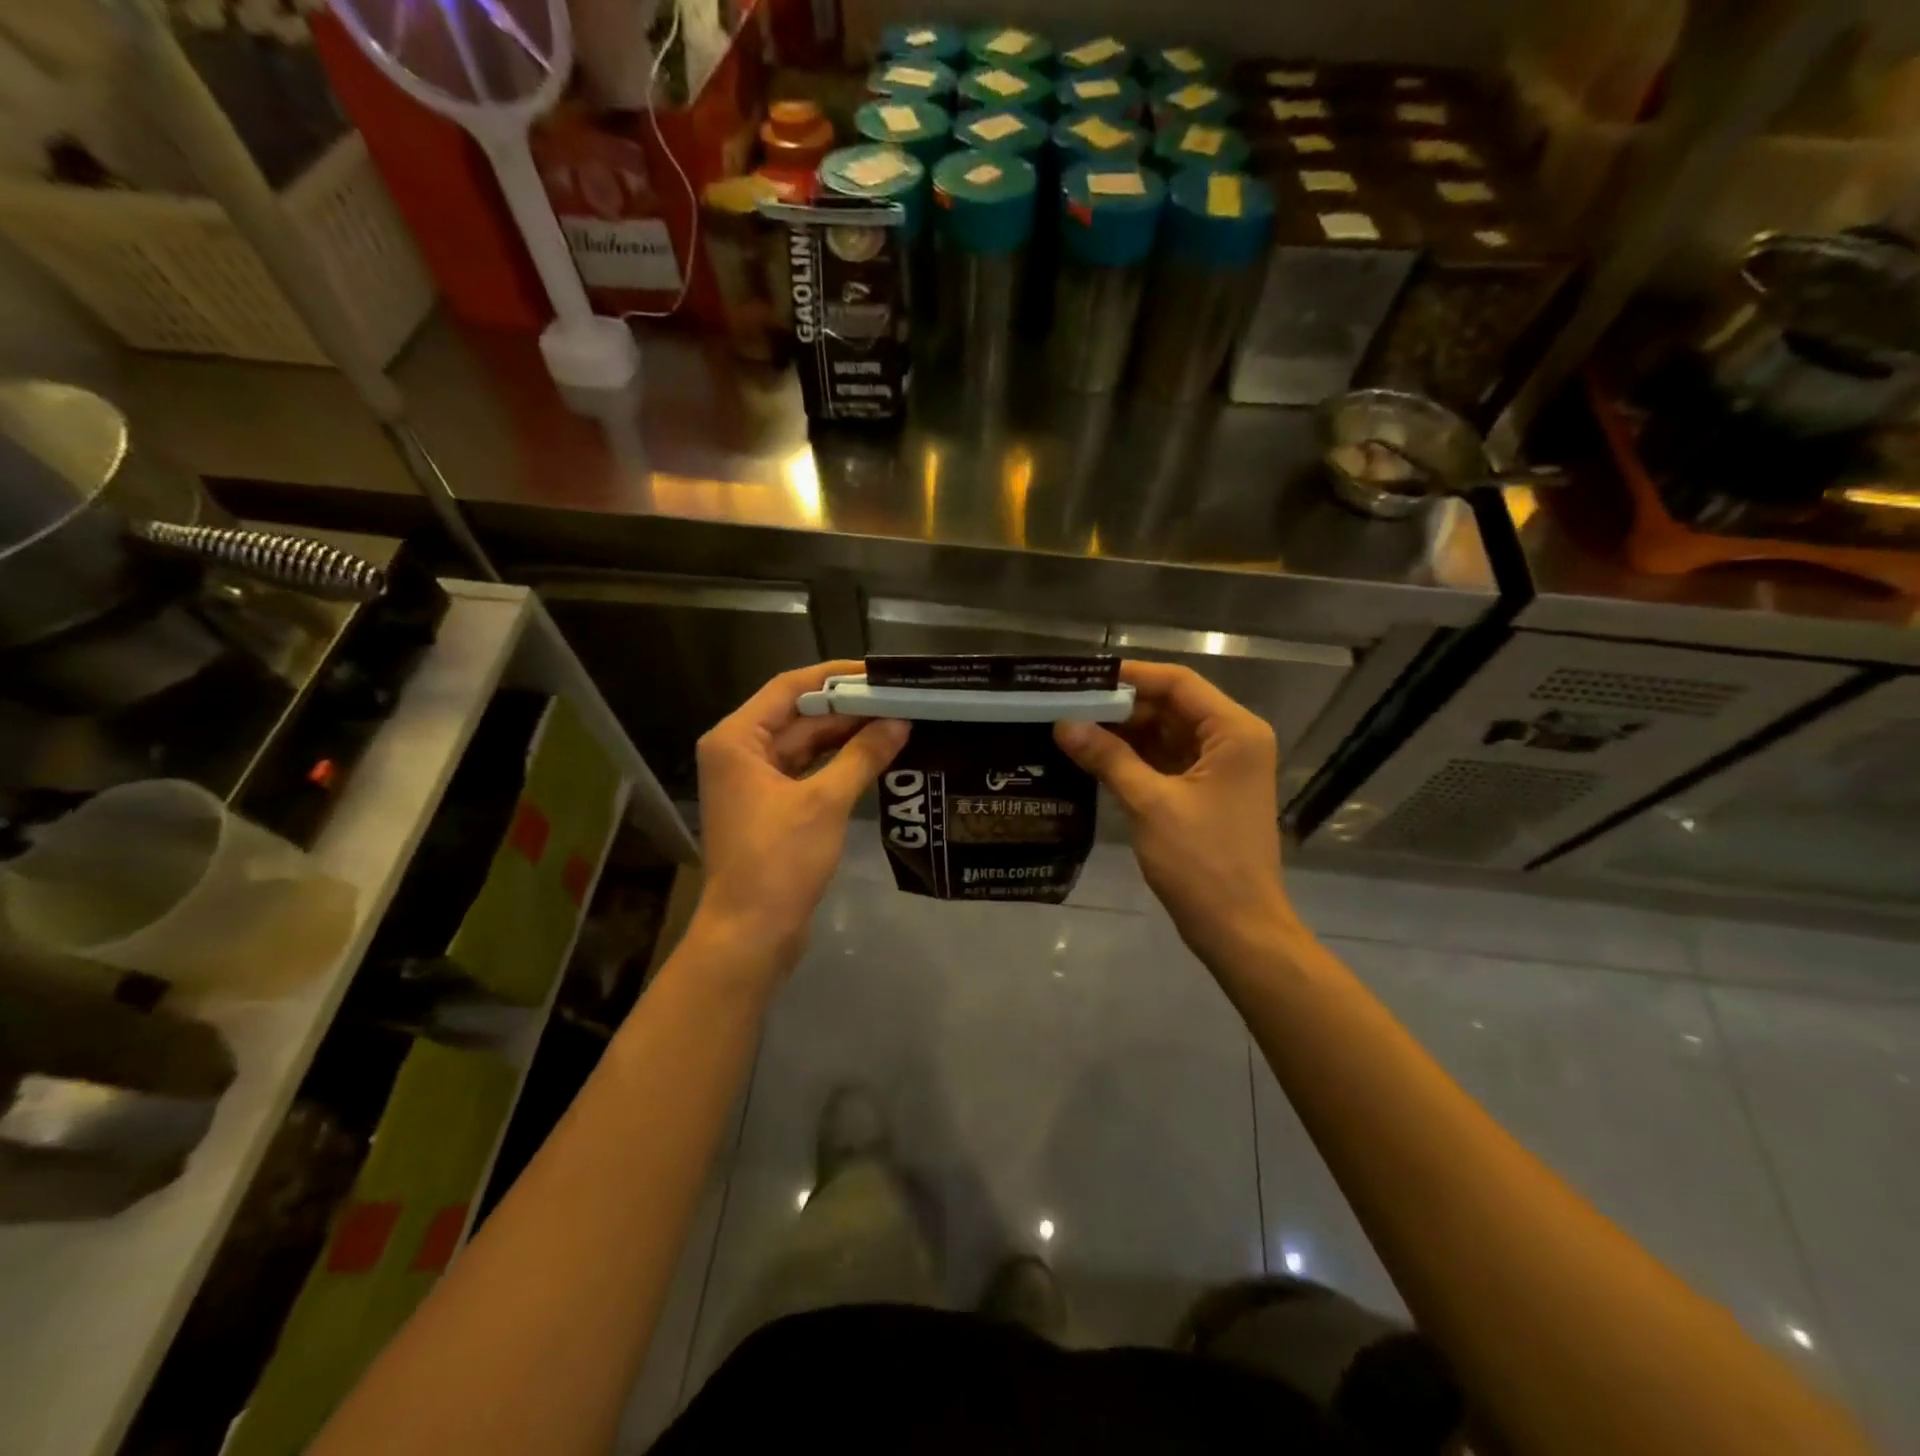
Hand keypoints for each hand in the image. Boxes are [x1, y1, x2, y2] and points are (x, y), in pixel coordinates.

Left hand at [692, 661, 908, 977]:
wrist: (750, 934)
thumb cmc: (779, 861)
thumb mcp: (825, 802)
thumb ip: (863, 756)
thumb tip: (900, 722)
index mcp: (737, 740)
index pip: (790, 687)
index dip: (835, 677)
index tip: (879, 673)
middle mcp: (740, 752)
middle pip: (798, 715)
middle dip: (847, 708)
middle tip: (899, 699)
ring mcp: (754, 782)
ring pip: (805, 744)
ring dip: (846, 735)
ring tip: (896, 722)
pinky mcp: (771, 808)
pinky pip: (808, 771)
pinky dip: (838, 763)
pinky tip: (875, 756)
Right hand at [1054, 661, 1298, 969]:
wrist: (1239, 929)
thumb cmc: (1203, 862)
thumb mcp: (1151, 804)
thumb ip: (1108, 758)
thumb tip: (1063, 724)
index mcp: (1233, 732)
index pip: (1178, 683)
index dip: (1131, 676)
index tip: (1082, 678)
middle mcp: (1232, 740)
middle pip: (1171, 706)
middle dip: (1121, 707)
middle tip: (1067, 705)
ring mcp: (1220, 768)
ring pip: (1166, 734)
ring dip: (1124, 733)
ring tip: (1070, 727)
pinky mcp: (1206, 793)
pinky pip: (1166, 761)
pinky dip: (1133, 758)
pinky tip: (1093, 757)